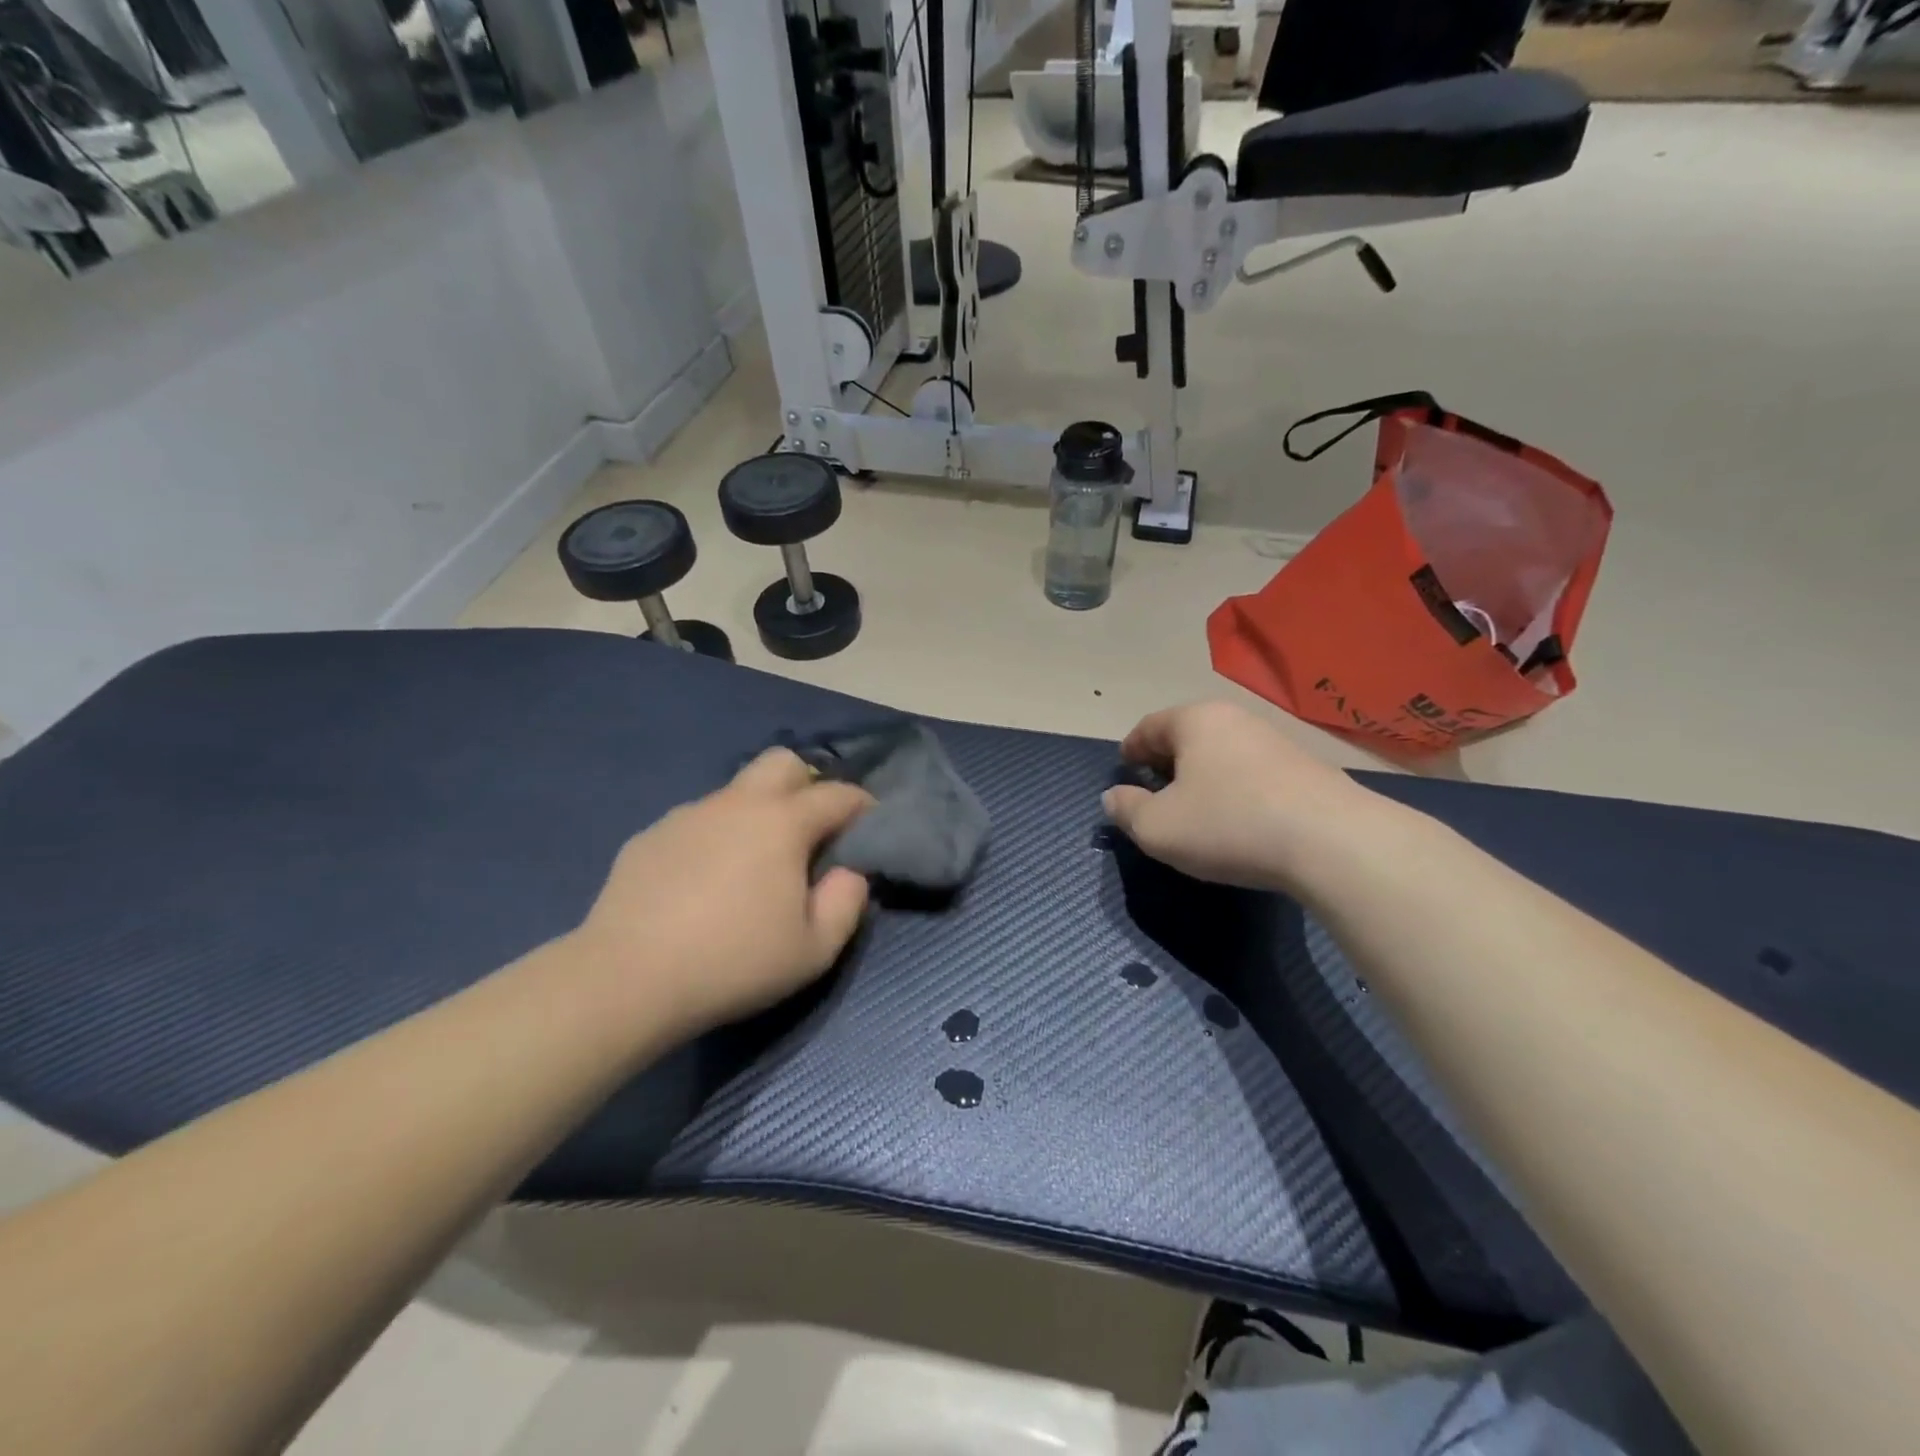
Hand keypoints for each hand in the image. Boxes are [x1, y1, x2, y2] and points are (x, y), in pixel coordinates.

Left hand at [567, 749, 873, 1037]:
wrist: (626, 979)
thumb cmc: (733, 963)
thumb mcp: (814, 949)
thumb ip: (846, 903)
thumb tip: (849, 873)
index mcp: (782, 822)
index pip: (837, 794)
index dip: (862, 805)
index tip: (869, 824)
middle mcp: (736, 804)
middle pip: (783, 763)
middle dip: (808, 783)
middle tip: (811, 830)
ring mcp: (688, 815)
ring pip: (735, 792)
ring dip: (757, 813)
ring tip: (752, 865)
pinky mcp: (650, 836)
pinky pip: (697, 822)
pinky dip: (714, 838)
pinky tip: (702, 883)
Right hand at [1102, 702, 1377, 892]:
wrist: (1332, 842)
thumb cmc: (1228, 825)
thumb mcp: (1158, 828)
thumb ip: (1126, 810)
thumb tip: (1114, 797)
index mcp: (1195, 721)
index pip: (1150, 726)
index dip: (1131, 748)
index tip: (1124, 767)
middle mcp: (1235, 719)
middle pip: (1188, 734)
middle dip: (1167, 760)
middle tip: (1154, 788)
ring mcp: (1275, 740)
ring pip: (1222, 752)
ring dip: (1202, 774)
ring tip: (1195, 806)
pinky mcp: (1305, 768)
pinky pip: (1252, 771)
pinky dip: (1234, 787)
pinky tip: (1237, 817)